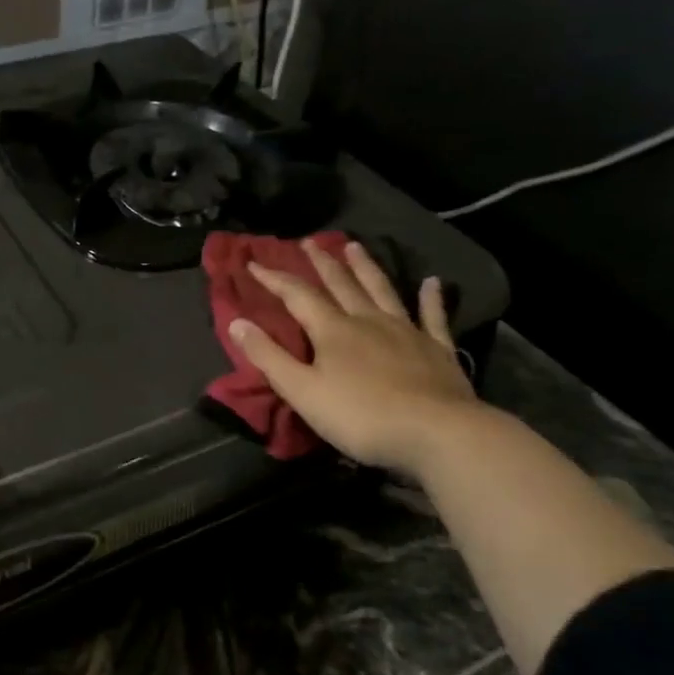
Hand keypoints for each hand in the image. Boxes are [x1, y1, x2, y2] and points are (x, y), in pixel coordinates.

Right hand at [228, 239, 480, 476]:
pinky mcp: (437, 349)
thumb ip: (269, 357)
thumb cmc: (361, 416)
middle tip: (309, 241)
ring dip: (366, 267)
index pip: (297, 296)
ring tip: (355, 246)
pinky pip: (432, 316)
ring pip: (382, 290)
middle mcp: (368, 320)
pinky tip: (432, 282)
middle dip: (322, 262)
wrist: (436, 433)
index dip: (274, 278)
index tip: (254, 263)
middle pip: (341, 284)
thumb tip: (236, 322)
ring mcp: (406, 331)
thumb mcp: (302, 391)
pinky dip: (431, 298)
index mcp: (332, 331)